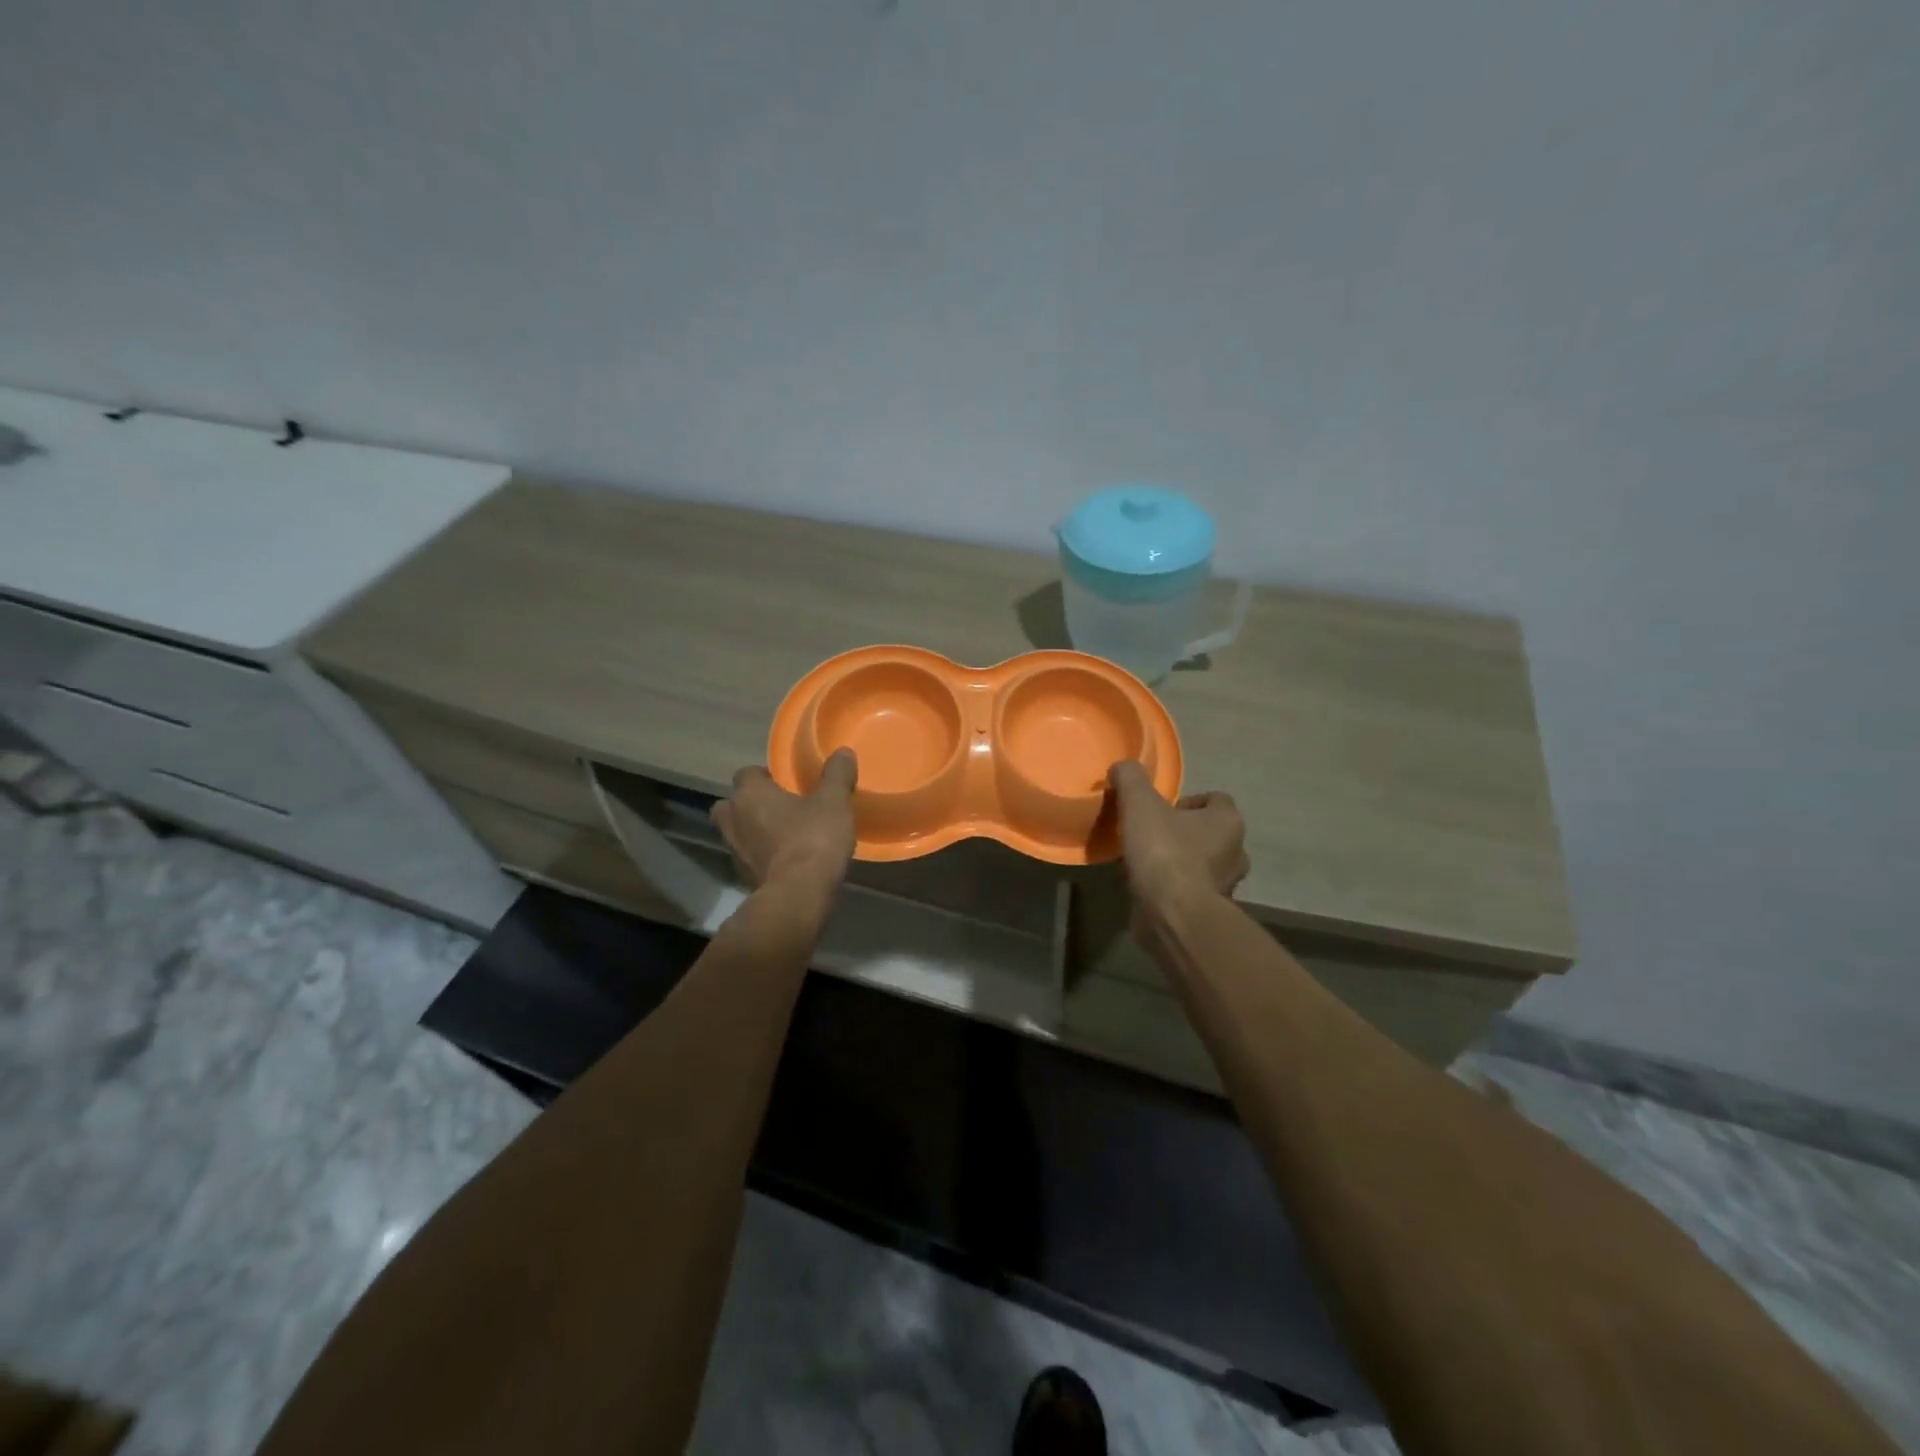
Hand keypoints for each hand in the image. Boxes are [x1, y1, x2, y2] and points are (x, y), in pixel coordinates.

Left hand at [711, 749, 858, 896]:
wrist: (799, 895)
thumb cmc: (812, 838)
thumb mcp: (834, 801)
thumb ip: (837, 775)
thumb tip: (843, 752)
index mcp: (750, 794)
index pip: (747, 774)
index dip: (765, 776)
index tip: (787, 783)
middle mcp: (733, 819)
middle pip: (731, 804)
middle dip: (749, 804)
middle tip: (779, 807)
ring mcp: (735, 851)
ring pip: (738, 832)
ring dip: (754, 831)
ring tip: (784, 834)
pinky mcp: (744, 877)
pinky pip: (750, 858)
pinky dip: (762, 856)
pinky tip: (787, 859)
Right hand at [1108, 761, 1248, 916]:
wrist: (1174, 914)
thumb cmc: (1164, 852)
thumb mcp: (1139, 803)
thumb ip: (1130, 778)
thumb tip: (1122, 767)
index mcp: (1228, 821)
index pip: (1216, 799)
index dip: (1188, 801)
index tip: (1161, 810)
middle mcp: (1237, 852)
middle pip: (1211, 833)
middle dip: (1185, 833)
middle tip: (1153, 835)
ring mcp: (1228, 885)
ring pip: (1204, 864)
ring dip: (1182, 862)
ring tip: (1148, 863)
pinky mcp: (1211, 912)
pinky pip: (1193, 892)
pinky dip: (1176, 888)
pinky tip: (1150, 889)